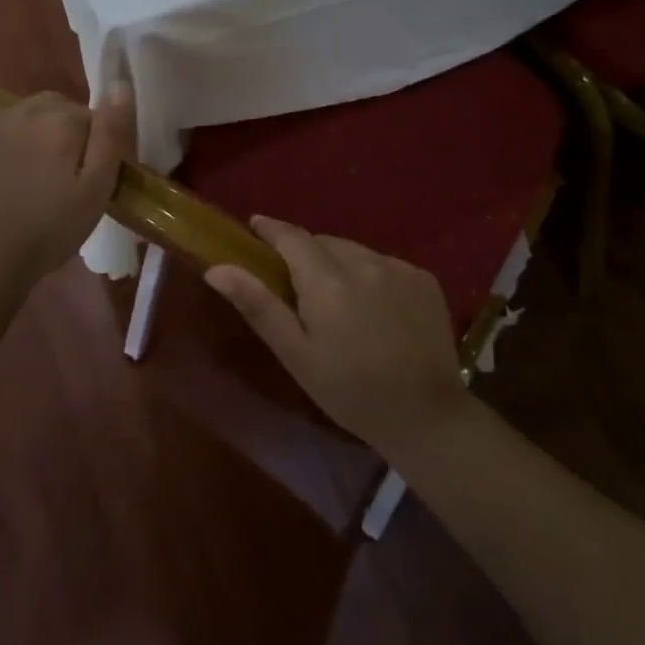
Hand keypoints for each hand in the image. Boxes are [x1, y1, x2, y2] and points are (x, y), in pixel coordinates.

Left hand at [0, 85, 134, 288]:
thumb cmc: (50, 228)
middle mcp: (26, 109)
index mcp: (61, 118)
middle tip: (67, 178)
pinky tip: (10, 176)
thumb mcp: (96, 188)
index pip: (94, 117)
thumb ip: (111, 133)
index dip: (98, 147)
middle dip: (69, 134)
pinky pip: (3, 129)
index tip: (93, 179)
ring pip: (31, 116)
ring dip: (40, 134)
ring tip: (38, 176)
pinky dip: (12, 143)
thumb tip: (121, 84)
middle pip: (61, 109)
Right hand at [205, 217, 466, 457]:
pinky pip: (384, 263)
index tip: (255, 226)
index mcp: (327, 281)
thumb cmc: (350, 392)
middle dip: (306, 254)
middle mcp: (364, 262)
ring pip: (354, 251)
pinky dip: (371, 275)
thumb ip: (258, 305)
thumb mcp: (296, 354)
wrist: (427, 418)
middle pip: (323, 242)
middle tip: (297, 285)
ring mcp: (399, 268)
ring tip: (338, 301)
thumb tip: (217, 269)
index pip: (291, 236)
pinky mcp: (424, 279)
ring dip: (339, 264)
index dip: (271, 228)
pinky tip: (375, 309)